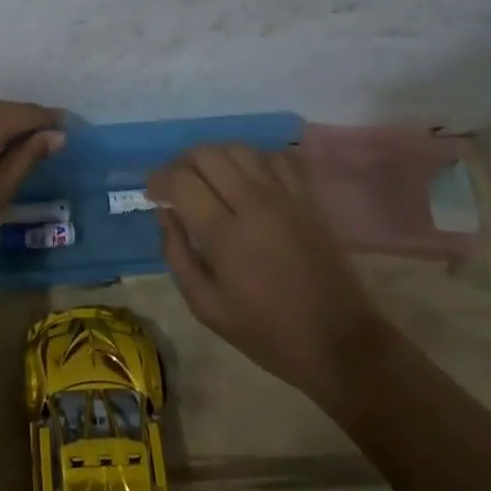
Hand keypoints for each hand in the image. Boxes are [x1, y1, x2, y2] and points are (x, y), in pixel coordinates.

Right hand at [149, 145, 385, 408]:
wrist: (337, 341)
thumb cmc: (265, 331)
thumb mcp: (206, 306)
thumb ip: (177, 255)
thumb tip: (165, 214)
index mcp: (224, 234)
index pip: (181, 181)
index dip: (159, 180)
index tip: (152, 193)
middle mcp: (254, 204)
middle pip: (208, 154)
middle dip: (182, 163)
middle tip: (176, 185)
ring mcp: (285, 197)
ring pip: (240, 149)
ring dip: (216, 157)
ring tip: (208, 178)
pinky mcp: (308, 198)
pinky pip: (277, 157)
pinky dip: (254, 159)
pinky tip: (247, 179)